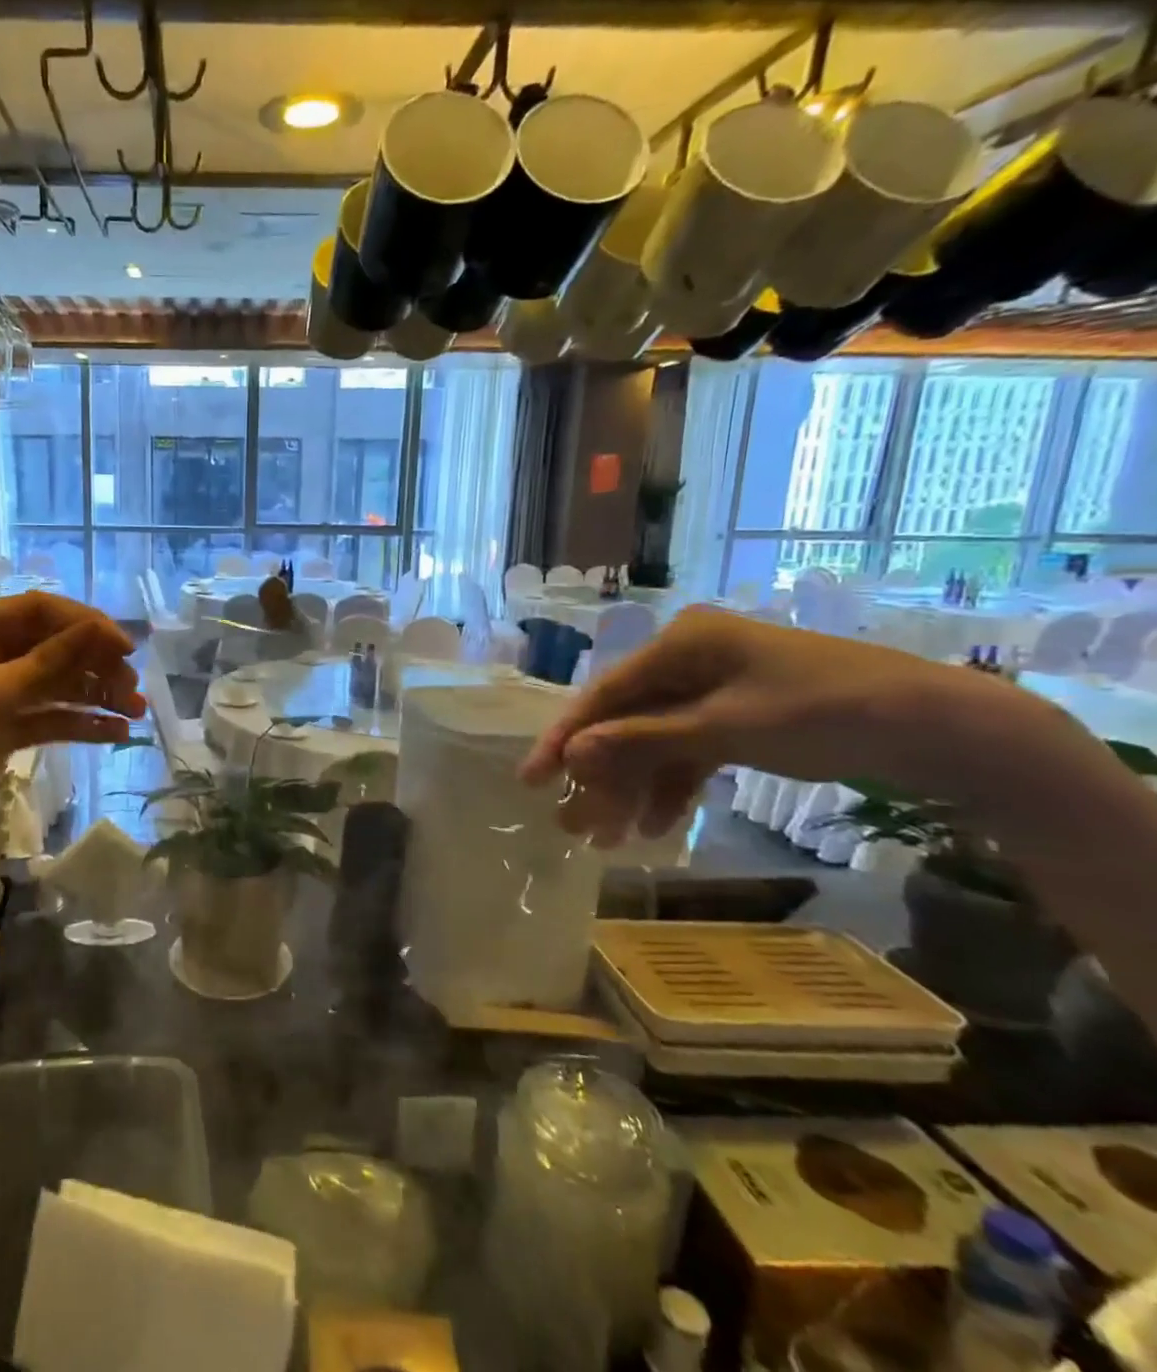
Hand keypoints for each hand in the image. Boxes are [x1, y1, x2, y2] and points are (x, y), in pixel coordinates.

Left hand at [0, 592, 143, 895]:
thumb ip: (46, 663)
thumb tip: (100, 631)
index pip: (39, 611)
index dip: (84, 623)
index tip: (124, 648)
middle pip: (52, 649)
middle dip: (95, 665)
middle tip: (133, 689)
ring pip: (55, 687)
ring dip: (94, 696)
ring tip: (135, 714)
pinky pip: (47, 720)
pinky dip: (78, 724)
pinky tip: (113, 734)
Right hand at [518, 605, 1067, 845]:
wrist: (948, 730)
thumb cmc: (827, 713)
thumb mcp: (726, 729)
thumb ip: (643, 740)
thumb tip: (572, 753)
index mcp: (681, 642)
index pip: (604, 693)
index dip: (565, 738)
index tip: (532, 779)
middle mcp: (689, 658)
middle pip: (626, 721)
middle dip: (602, 774)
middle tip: (574, 823)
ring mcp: (715, 687)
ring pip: (654, 740)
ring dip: (634, 787)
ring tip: (613, 837)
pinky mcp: (738, 715)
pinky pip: (689, 750)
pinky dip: (673, 784)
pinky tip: (659, 824)